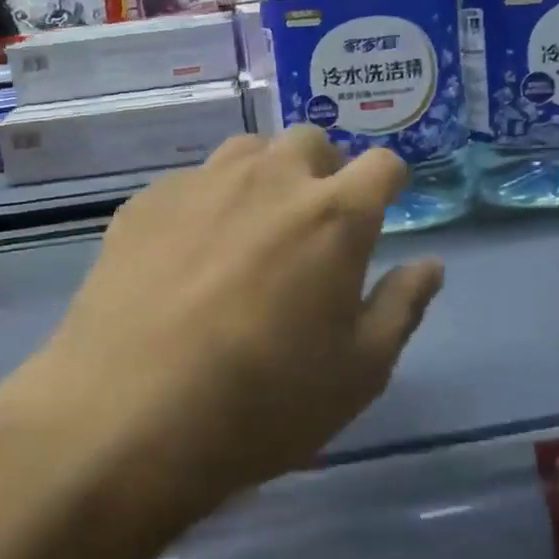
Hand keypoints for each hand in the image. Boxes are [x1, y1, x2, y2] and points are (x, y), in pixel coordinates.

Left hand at [0, 128, 443, 511]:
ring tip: (252, 231)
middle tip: (314, 225)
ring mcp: (201, 184)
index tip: (382, 211)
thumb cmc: (263, 402)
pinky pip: (191, 183)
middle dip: (325, 170)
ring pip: (248, 151)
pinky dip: (206, 203)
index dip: (389, 184)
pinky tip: (187, 255)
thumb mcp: (359, 372)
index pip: (384, 165)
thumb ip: (402, 307)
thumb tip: (430, 265)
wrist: (128, 416)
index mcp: (335, 215)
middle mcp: (271, 179)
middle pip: (312, 142)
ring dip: (265, 177)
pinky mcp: (145, 202)